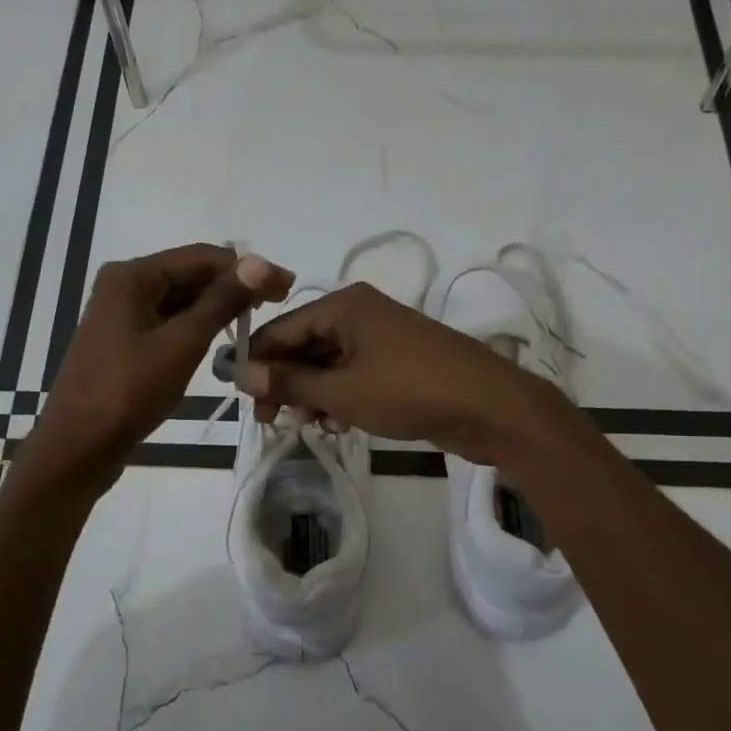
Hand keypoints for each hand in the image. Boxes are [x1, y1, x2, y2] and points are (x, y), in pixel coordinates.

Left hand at [23, 244, 293, 494]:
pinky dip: (197, 327)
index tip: (286, 285)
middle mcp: (124, 286)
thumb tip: (259, 263)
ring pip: (180, 300)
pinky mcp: (124, 343)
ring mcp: (121, 315)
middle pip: (189, 274)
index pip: (201, 256)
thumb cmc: (129, 391)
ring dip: (217, 307)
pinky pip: (168, 323)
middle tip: (279, 302)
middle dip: (233, 286)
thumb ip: (221, 301)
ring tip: (256, 321)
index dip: (247, 268)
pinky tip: (222, 338)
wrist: (78, 447)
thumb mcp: (182, 344)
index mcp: (132, 276)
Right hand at [236, 282, 573, 466]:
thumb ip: (290, 381)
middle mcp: (360, 313)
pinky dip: (340, 396)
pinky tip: (339, 423)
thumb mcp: (342, 390)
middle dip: (287, 382)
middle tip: (273, 420)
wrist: (490, 407)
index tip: (242, 399)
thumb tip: (240, 372)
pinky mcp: (398, 362)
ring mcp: (382, 337)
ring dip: (313, 394)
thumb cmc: (409, 391)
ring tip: (311, 424)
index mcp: (343, 306)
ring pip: (329, 363)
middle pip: (304, 345)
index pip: (281, 328)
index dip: (258, 363)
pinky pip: (354, 374)